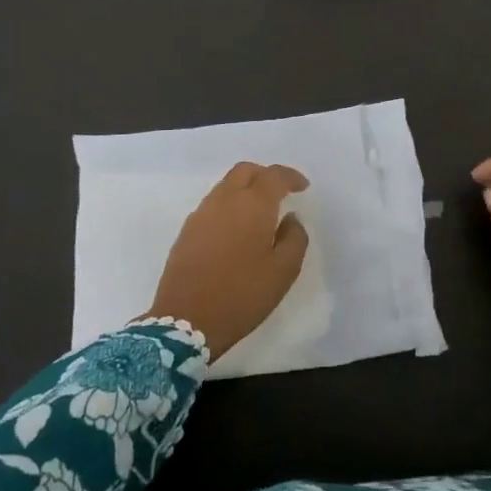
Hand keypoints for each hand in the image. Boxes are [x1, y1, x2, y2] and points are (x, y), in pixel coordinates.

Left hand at [141, 162, 309, 359]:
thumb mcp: (283, 271)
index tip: (303, 187)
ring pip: (226, 185)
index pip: (274, 175)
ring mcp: (202, 213)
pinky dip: (229, 205)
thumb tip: (291, 218)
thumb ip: (294, 238)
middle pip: (245, 171)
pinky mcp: (187, 229)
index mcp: (252, 205)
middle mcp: (225, 200)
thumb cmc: (242, 294)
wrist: (186, 320)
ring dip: (245, 189)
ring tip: (259, 212)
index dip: (291, 177)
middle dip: (265, 175)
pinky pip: (213, 204)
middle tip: (280, 193)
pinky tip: (236, 229)